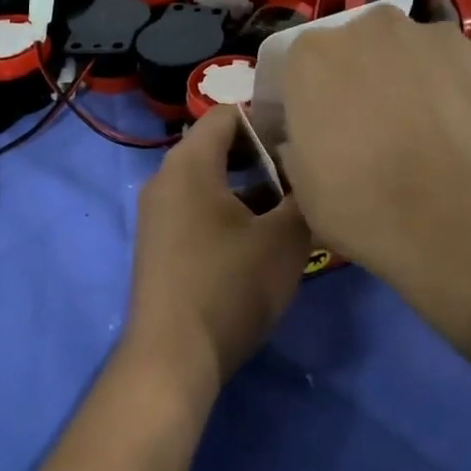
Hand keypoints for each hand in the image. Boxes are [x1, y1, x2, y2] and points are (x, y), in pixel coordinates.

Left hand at [122, 107, 311, 396]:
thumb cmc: (230, 287)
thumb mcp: (284, 239)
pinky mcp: (161, 246)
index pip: (228, 114)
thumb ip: (304, 196)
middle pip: (219, 147)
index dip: (270, 119)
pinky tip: (264, 238)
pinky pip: (199, 211)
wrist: (173, 357)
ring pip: (211, 183)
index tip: (306, 139)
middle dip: (266, 156)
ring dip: (252, 188)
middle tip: (306, 173)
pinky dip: (231, 213)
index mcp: (188, 164)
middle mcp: (165, 180)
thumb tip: (312, 173)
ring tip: (294, 207)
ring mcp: (158, 215)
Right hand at [277, 8, 470, 343]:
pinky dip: (447, 94)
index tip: (312, 137)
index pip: (297, 70)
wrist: (469, 223)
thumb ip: (298, 149)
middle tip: (365, 135)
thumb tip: (310, 141)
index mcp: (313, 56)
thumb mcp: (304, 192)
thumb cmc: (367, 209)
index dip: (304, 104)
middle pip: (354, 53)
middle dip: (355, 85)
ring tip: (418, 138)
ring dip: (403, 85)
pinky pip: (450, 72)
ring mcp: (432, 37)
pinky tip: (455, 138)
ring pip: (405, 58)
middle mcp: (370, 29)